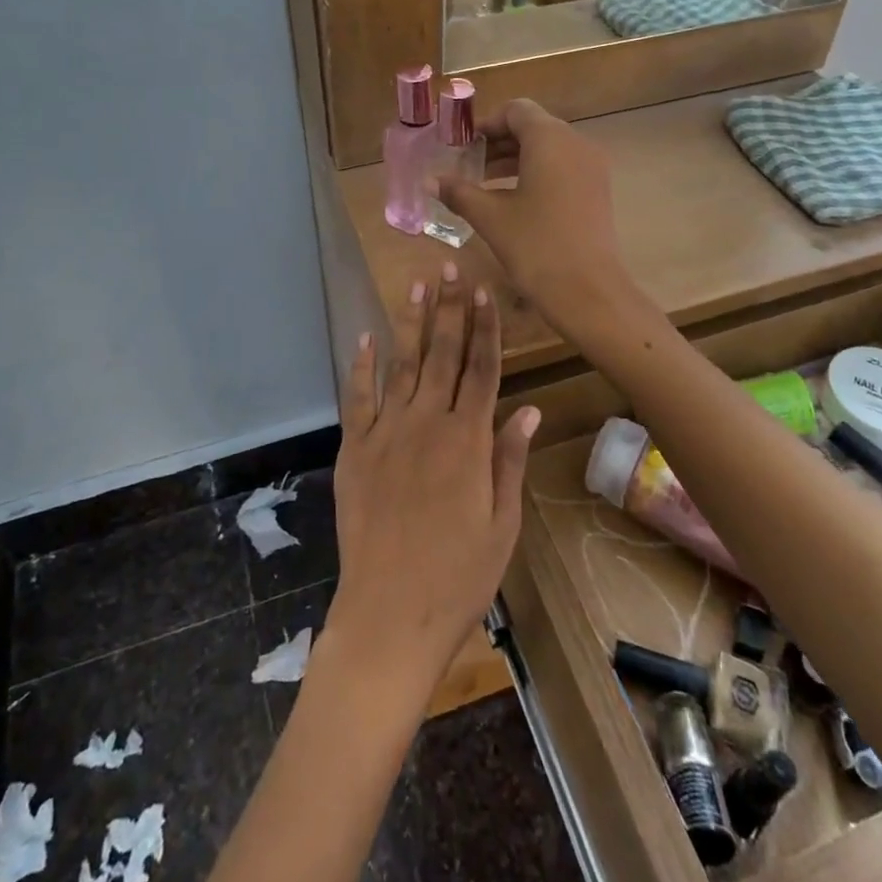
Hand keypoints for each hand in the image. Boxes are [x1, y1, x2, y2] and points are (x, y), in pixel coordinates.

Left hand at [328, 262, 539, 704]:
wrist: (389, 615)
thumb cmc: (458, 577)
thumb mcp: (502, 524)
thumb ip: (510, 459)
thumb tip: (527, 407)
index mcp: (469, 441)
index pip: (482, 369)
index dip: (485, 327)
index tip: (483, 291)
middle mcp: (428, 424)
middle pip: (443, 354)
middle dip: (449, 308)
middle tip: (449, 266)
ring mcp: (386, 433)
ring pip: (403, 364)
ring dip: (411, 323)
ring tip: (417, 285)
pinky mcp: (354, 450)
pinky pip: (358, 398)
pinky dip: (362, 366)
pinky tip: (366, 338)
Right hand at [432, 99, 633, 340]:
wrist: (588, 291)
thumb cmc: (536, 246)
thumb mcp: (490, 217)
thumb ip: (459, 192)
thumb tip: (429, 181)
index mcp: (550, 140)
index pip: (516, 110)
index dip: (486, 124)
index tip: (462, 146)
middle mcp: (576, 144)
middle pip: (533, 127)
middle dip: (498, 142)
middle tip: (468, 165)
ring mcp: (592, 167)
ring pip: (549, 149)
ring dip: (516, 159)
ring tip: (484, 184)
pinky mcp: (597, 190)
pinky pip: (563, 167)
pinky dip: (537, 173)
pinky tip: (513, 200)